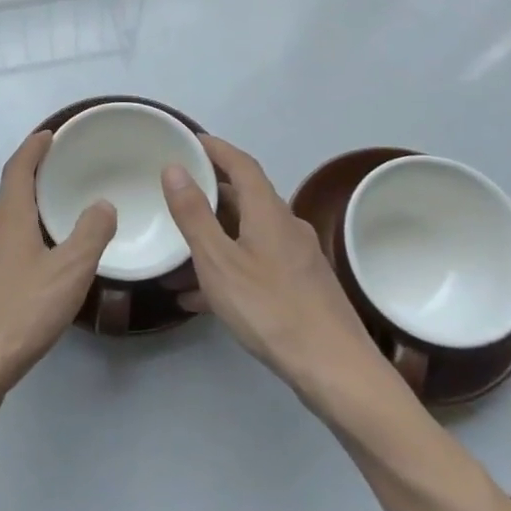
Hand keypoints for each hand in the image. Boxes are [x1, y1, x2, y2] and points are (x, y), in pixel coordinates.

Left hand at [0, 131, 116, 404]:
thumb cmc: (19, 313)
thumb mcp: (69, 272)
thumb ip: (90, 234)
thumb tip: (102, 204)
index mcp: (8, 220)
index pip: (18, 169)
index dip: (33, 148)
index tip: (49, 134)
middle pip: (8, 195)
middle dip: (31, 179)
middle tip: (60, 175)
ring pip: (2, 227)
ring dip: (25, 214)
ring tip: (53, 220)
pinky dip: (18, 244)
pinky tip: (33, 270)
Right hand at [161, 136, 395, 403]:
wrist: (335, 370)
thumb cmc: (271, 309)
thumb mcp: (219, 262)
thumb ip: (194, 215)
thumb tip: (175, 168)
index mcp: (268, 212)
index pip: (241, 164)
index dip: (215, 148)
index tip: (189, 141)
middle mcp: (286, 227)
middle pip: (245, 198)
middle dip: (210, 193)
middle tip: (175, 195)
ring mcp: (297, 259)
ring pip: (248, 235)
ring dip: (215, 237)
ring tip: (178, 253)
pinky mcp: (301, 288)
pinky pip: (256, 264)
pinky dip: (228, 269)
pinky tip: (200, 298)